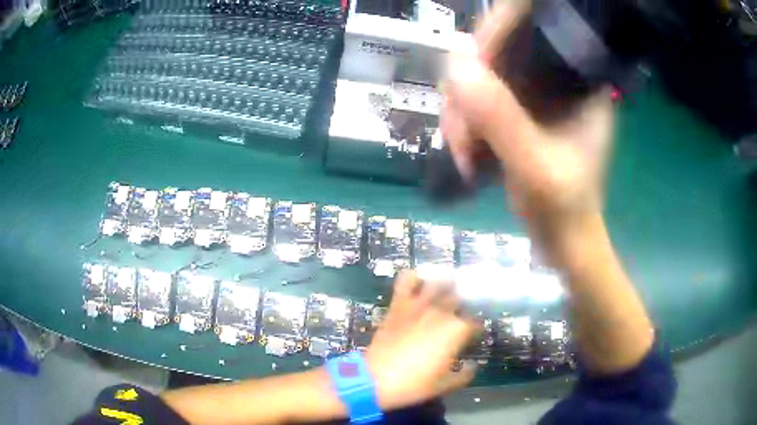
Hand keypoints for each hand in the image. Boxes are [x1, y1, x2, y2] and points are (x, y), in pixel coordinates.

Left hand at [365, 271, 479, 410]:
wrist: (375, 378)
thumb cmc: (413, 384)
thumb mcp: (445, 385)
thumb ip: (464, 375)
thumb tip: (473, 366)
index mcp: (457, 331)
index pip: (475, 323)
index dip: (476, 329)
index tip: (472, 336)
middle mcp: (441, 312)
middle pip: (459, 299)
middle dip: (463, 305)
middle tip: (459, 316)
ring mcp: (419, 305)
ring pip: (439, 283)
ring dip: (445, 286)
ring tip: (446, 293)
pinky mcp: (399, 304)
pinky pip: (407, 280)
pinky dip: (414, 277)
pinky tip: (419, 282)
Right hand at [442, 1, 614, 239]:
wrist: (561, 239)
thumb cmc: (562, 209)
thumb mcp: (534, 166)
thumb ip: (499, 117)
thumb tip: (454, 61)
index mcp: (580, 80)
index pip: (531, 31)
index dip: (491, 42)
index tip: (465, 79)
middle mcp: (558, 77)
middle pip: (497, 52)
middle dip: (468, 90)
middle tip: (462, 136)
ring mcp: (536, 92)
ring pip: (480, 76)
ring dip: (460, 112)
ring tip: (463, 153)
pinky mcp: (518, 109)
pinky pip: (477, 97)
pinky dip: (463, 121)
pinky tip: (464, 150)